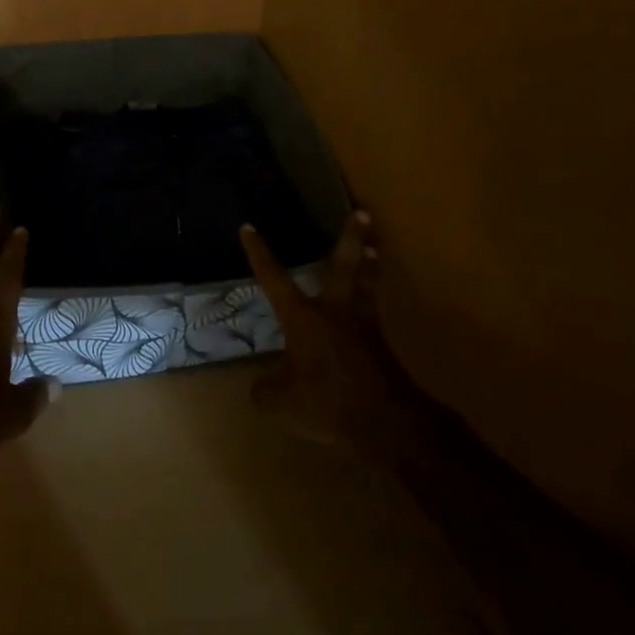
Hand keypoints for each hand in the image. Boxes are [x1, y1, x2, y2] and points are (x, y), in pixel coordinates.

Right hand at [241, 211, 418, 464]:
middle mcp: (334, 311)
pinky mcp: (382, 346)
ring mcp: (363, 326)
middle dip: (352, 238)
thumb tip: (260, 385)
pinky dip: (372, 303)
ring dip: (371, 263)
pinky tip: (370, 307)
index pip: (274, 279)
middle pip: (345, 266)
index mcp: (303, 317)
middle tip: (363, 212)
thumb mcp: (281, 403)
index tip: (249, 227)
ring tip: (375, 246)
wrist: (386, 423)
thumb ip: (265, 390)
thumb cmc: (328, 403)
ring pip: (367, 285)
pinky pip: (373, 314)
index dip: (259, 254)